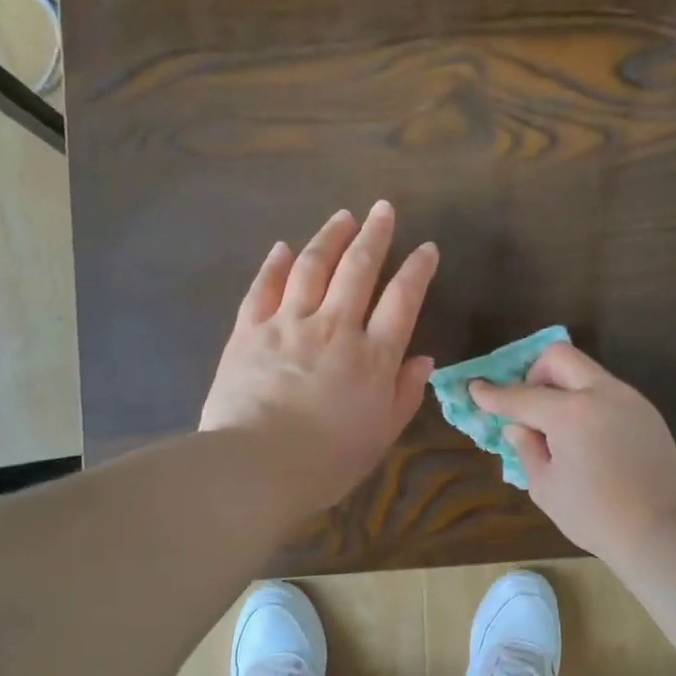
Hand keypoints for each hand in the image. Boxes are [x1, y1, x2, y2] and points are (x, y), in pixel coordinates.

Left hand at [201, 201, 438, 519]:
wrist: (257, 466)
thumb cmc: (327, 461)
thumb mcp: (381, 435)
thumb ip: (404, 393)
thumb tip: (423, 359)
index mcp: (372, 356)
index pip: (403, 300)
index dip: (417, 270)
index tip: (426, 248)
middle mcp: (335, 328)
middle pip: (358, 269)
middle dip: (374, 235)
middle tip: (383, 209)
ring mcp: (288, 324)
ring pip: (312, 266)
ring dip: (329, 237)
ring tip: (342, 216)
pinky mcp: (249, 331)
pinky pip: (264, 287)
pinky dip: (274, 264)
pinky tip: (282, 247)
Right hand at [471, 345, 675, 562]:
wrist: (664, 529)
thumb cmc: (596, 516)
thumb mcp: (546, 488)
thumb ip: (528, 449)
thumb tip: (519, 427)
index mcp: (570, 414)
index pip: (521, 396)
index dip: (493, 394)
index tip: (475, 388)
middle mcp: (601, 393)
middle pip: (559, 357)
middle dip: (534, 373)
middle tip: (529, 408)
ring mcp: (628, 399)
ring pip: (586, 371)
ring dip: (563, 387)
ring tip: (558, 429)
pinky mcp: (646, 412)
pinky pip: (606, 391)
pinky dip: (586, 401)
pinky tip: (586, 438)